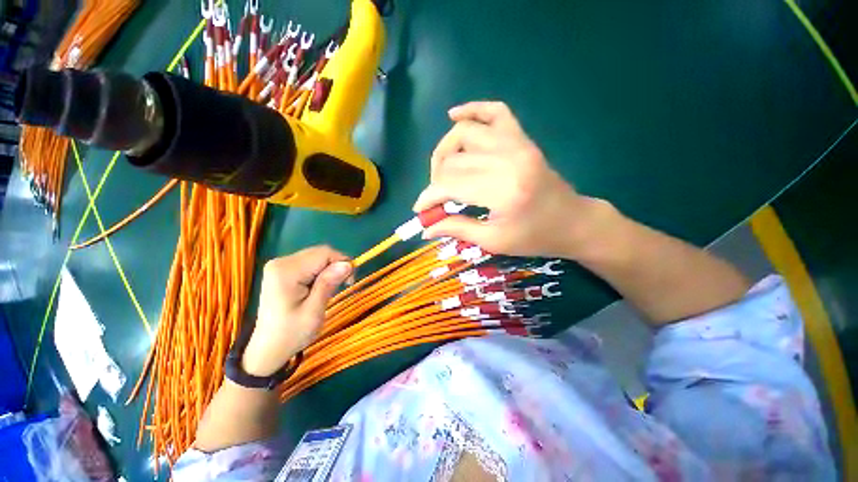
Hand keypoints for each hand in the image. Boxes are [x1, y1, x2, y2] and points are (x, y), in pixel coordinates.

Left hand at [242, 246, 351, 376]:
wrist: (268, 348)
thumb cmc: (292, 333)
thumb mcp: (314, 311)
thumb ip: (328, 284)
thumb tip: (347, 264)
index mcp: (286, 271)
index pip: (324, 254)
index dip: (342, 263)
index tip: (349, 282)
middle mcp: (281, 262)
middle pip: (320, 252)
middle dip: (336, 266)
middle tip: (343, 285)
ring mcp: (280, 265)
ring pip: (317, 256)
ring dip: (329, 269)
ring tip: (330, 289)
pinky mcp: (282, 269)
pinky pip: (310, 262)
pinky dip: (321, 271)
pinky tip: (320, 286)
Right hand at [413, 101, 608, 258]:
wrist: (573, 222)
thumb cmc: (535, 238)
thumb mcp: (493, 241)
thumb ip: (457, 229)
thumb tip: (425, 229)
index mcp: (502, 191)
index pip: (449, 185)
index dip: (428, 198)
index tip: (420, 210)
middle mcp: (507, 159)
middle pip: (453, 161)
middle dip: (436, 181)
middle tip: (436, 199)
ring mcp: (517, 144)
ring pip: (465, 133)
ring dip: (445, 151)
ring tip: (443, 171)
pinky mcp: (522, 138)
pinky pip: (495, 112)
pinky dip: (473, 109)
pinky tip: (455, 116)